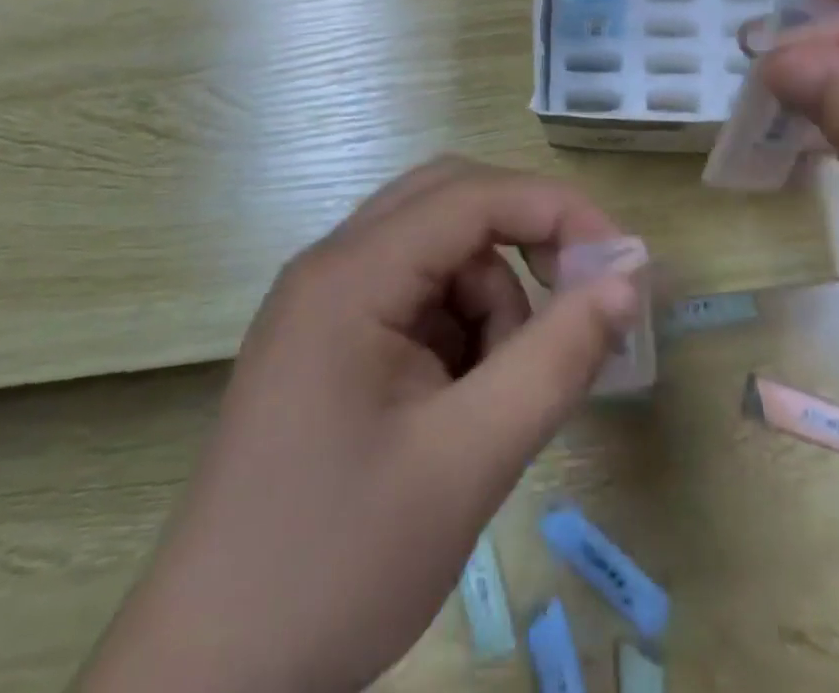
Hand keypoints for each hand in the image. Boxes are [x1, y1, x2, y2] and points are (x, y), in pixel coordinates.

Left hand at [77, 159, 641, 692]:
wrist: (210, 685)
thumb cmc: (337, 566)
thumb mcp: (468, 461)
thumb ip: (557, 358)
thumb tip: (628, 277)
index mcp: (349, 275)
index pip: (472, 195)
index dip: (557, 212)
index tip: (621, 265)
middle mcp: (333, 267)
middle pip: (451, 203)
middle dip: (525, 240)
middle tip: (577, 301)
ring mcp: (327, 304)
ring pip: (441, 252)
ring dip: (492, 301)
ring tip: (497, 400)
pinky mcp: (331, 343)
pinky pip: (419, 297)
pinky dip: (463, 330)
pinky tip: (461, 407)